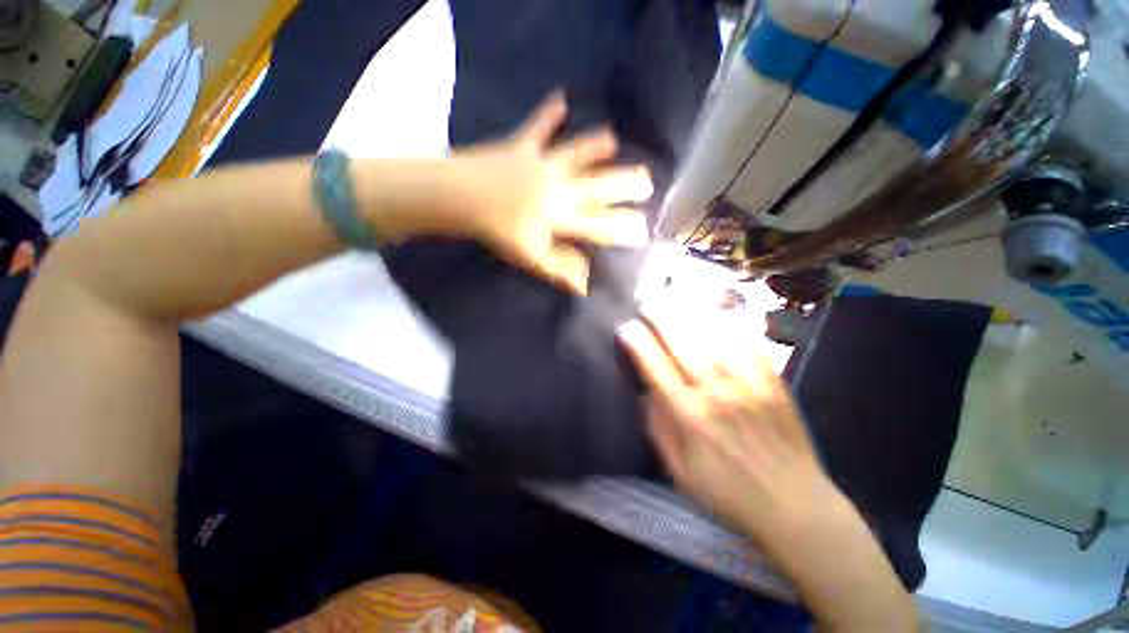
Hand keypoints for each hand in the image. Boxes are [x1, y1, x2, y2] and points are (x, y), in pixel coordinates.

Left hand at [447, 91, 651, 293]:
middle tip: (647, 182)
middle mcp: (558, 188)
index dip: (623, 227)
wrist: (460, 200)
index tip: (643, 228)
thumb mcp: (530, 258)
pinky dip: (549, 112)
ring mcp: (541, 164)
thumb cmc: (497, 232)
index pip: (599, 224)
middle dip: (625, 185)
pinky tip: (562, 97)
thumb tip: (585, 286)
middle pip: (598, 186)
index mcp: (560, 217)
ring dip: (596, 146)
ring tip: (615, 140)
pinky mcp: (522, 146)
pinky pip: (538, 126)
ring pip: (576, 153)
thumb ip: (560, 269)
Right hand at [618, 313, 915, 630]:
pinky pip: (746, 345)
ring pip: (713, 337)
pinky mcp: (773, 382)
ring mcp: (749, 384)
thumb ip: (658, 428)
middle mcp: (717, 393)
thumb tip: (646, 393)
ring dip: (690, 317)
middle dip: (660, 319)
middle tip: (648, 304)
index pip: (655, 368)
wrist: (795, 506)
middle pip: (683, 344)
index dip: (638, 344)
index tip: (626, 328)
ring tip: (675, 303)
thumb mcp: (679, 472)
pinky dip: (727, 329)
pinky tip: (715, 322)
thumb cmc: (728, 493)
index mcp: (690, 416)